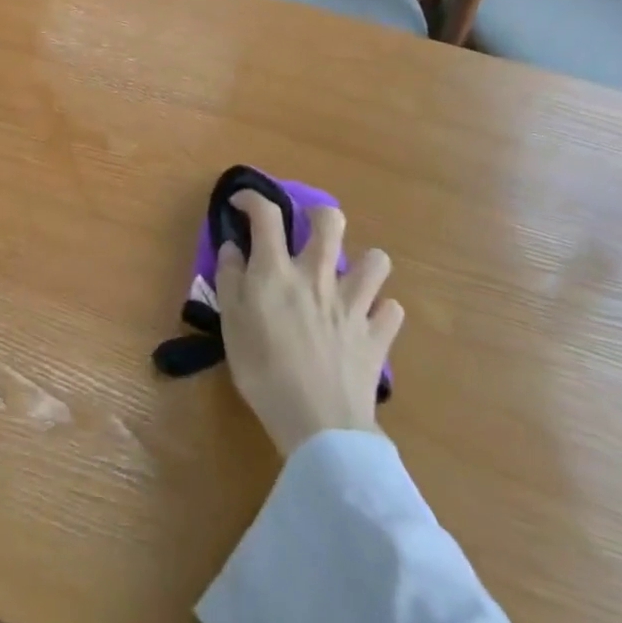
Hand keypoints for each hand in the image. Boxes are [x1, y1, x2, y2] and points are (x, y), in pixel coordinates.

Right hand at [215, 193, 402, 456]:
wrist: (318, 423)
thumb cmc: (263, 370)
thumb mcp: (230, 322)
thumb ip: (229, 278)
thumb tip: (233, 247)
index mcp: (277, 270)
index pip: (266, 214)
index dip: (253, 199)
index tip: (242, 204)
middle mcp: (318, 275)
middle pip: (330, 222)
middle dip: (318, 215)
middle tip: (306, 229)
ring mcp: (354, 305)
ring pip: (376, 261)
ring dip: (363, 262)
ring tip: (347, 276)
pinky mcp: (378, 335)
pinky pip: (392, 311)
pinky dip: (381, 311)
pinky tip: (368, 320)